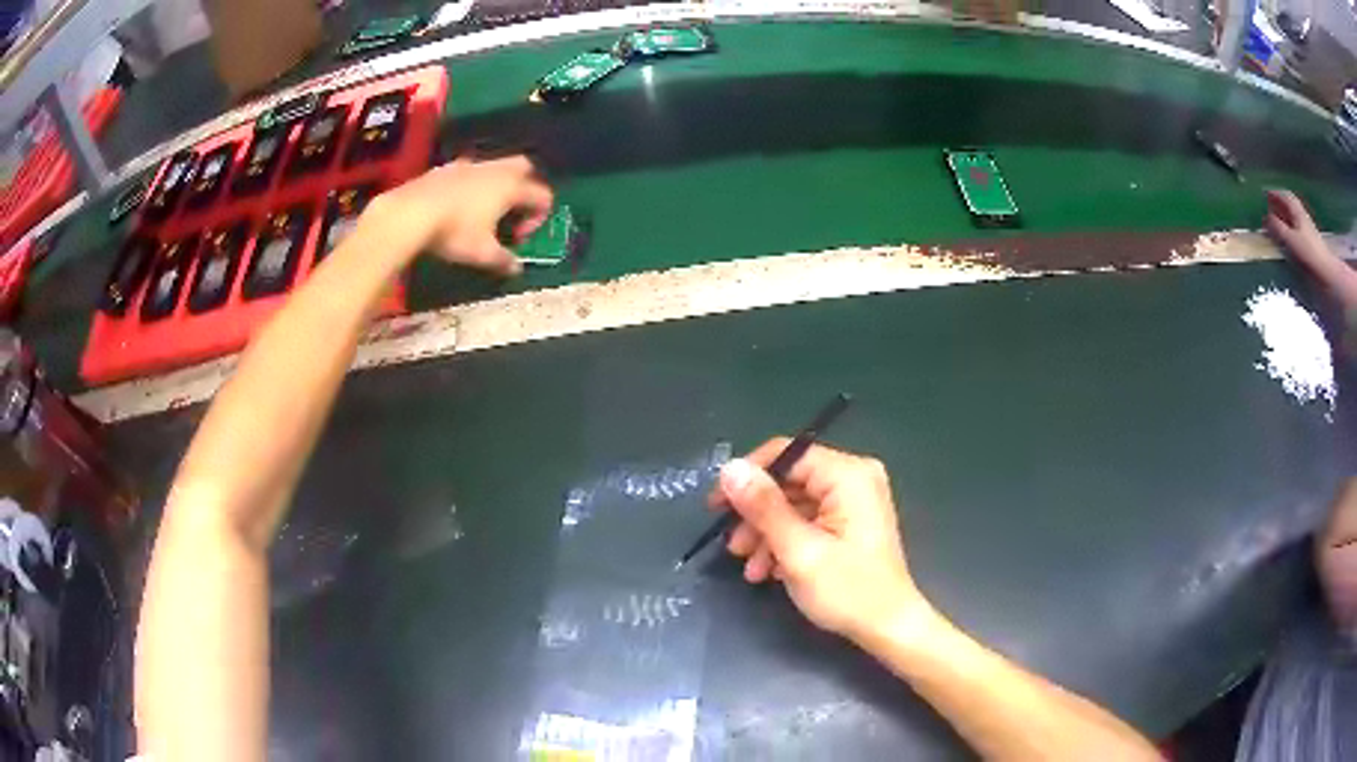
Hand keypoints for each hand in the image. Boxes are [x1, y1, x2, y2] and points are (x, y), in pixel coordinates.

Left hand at [372, 155, 553, 276]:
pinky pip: (469, 171)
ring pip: (495, 166)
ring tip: (483, 210)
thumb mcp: (482, 253)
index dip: (538, 219)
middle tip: (513, 211)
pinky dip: (472, 185)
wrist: (410, 212)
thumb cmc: (454, 231)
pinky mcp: (446, 168)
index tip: (518, 239)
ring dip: (497, 185)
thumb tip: (516, 268)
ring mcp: (469, 165)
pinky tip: (457, 205)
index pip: (542, 196)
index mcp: (511, 187)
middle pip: (525, 167)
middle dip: (526, 186)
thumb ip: (503, 260)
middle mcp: (495, 170)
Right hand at [713, 441, 931, 642]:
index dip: (747, 477)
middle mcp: (853, 479)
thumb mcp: (799, 550)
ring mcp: (853, 502)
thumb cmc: (848, 590)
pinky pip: (807, 521)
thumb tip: (730, 468)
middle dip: (756, 516)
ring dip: (766, 535)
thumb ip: (763, 507)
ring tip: (748, 567)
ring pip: (793, 505)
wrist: (888, 628)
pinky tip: (768, 572)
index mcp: (848, 475)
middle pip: (788, 482)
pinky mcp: (849, 524)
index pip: (786, 454)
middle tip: (731, 545)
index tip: (716, 506)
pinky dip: (785, 543)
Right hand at [1266, 189, 1356, 310]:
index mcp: (1296, 211)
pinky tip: (1288, 235)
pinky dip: (1291, 227)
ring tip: (1278, 221)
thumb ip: (1277, 228)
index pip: (1283, 196)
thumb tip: (1266, 219)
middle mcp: (1302, 216)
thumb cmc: (1308, 254)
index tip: (1265, 195)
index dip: (1274, 194)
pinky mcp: (1311, 243)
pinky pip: (1298, 229)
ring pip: (1294, 217)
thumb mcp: (1290, 240)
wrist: (1327, 273)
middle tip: (1270, 207)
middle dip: (1279, 204)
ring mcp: (1307, 230)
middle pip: (1289, 205)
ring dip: (1285, 216)